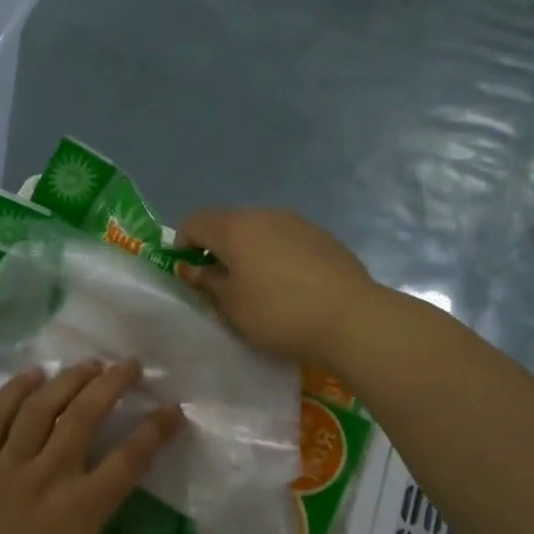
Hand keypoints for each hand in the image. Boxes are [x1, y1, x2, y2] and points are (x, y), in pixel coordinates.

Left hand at [0, 361, 181, 533]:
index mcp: (81, 511)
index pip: (129, 459)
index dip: (155, 430)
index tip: (172, 409)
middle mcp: (49, 476)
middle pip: (86, 415)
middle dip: (112, 384)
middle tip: (129, 365)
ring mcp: (7, 466)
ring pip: (43, 406)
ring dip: (69, 379)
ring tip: (88, 364)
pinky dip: (14, 391)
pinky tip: (31, 374)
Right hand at [176, 207, 375, 364]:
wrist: (351, 319)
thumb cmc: (278, 313)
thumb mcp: (231, 305)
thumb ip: (207, 282)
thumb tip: (192, 268)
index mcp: (234, 227)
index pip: (194, 222)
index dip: (182, 245)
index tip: (189, 275)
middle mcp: (264, 214)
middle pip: (227, 223)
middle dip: (217, 249)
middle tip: (221, 285)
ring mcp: (296, 222)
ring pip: (259, 230)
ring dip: (248, 252)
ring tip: (257, 287)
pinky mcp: (322, 236)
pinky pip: (285, 240)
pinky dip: (276, 256)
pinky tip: (289, 286)